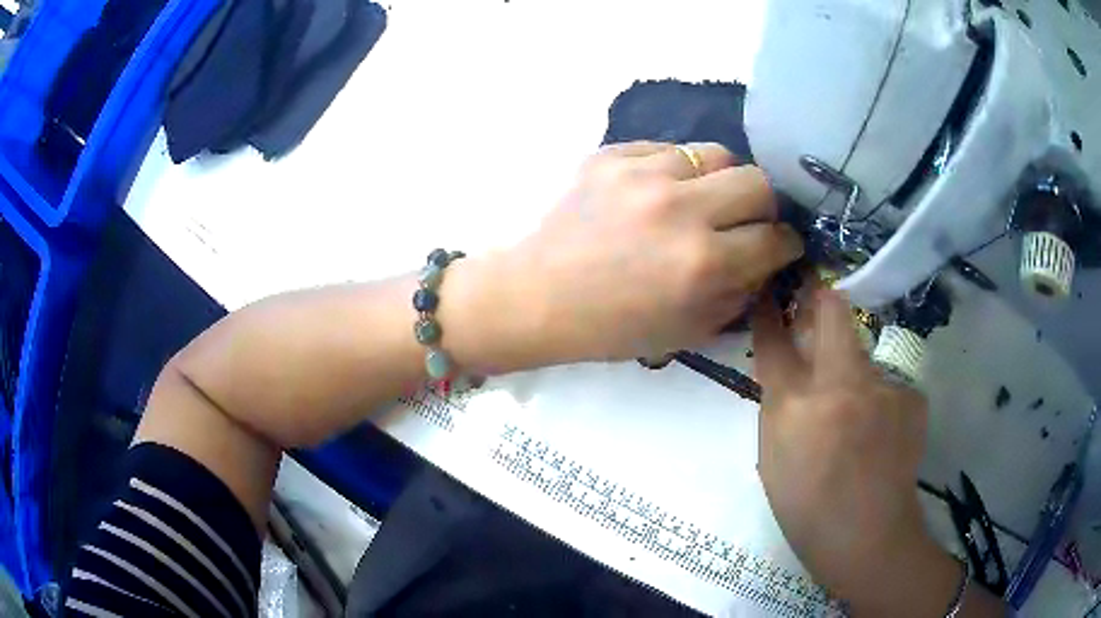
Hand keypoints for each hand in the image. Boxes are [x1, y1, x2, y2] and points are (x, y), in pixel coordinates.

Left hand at [510, 141, 803, 362]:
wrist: (538, 296)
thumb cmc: (612, 327)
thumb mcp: (689, 330)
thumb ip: (740, 293)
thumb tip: (767, 260)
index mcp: (702, 264)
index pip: (775, 238)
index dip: (785, 244)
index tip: (779, 245)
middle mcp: (680, 210)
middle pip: (758, 182)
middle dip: (764, 206)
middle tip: (746, 221)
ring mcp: (643, 174)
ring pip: (717, 154)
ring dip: (721, 181)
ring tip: (702, 201)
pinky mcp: (612, 155)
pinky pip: (668, 149)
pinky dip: (676, 171)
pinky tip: (658, 193)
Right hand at [752, 287, 958, 613]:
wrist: (868, 536)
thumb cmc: (807, 507)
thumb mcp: (773, 457)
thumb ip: (778, 404)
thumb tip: (785, 367)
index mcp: (795, 406)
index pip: (776, 339)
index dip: (772, 311)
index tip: (772, 292)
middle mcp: (841, 383)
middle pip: (832, 310)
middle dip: (821, 297)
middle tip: (817, 307)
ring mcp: (882, 387)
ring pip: (863, 355)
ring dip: (854, 371)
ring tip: (856, 417)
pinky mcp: (910, 397)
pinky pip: (887, 386)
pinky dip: (879, 401)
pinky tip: (880, 435)